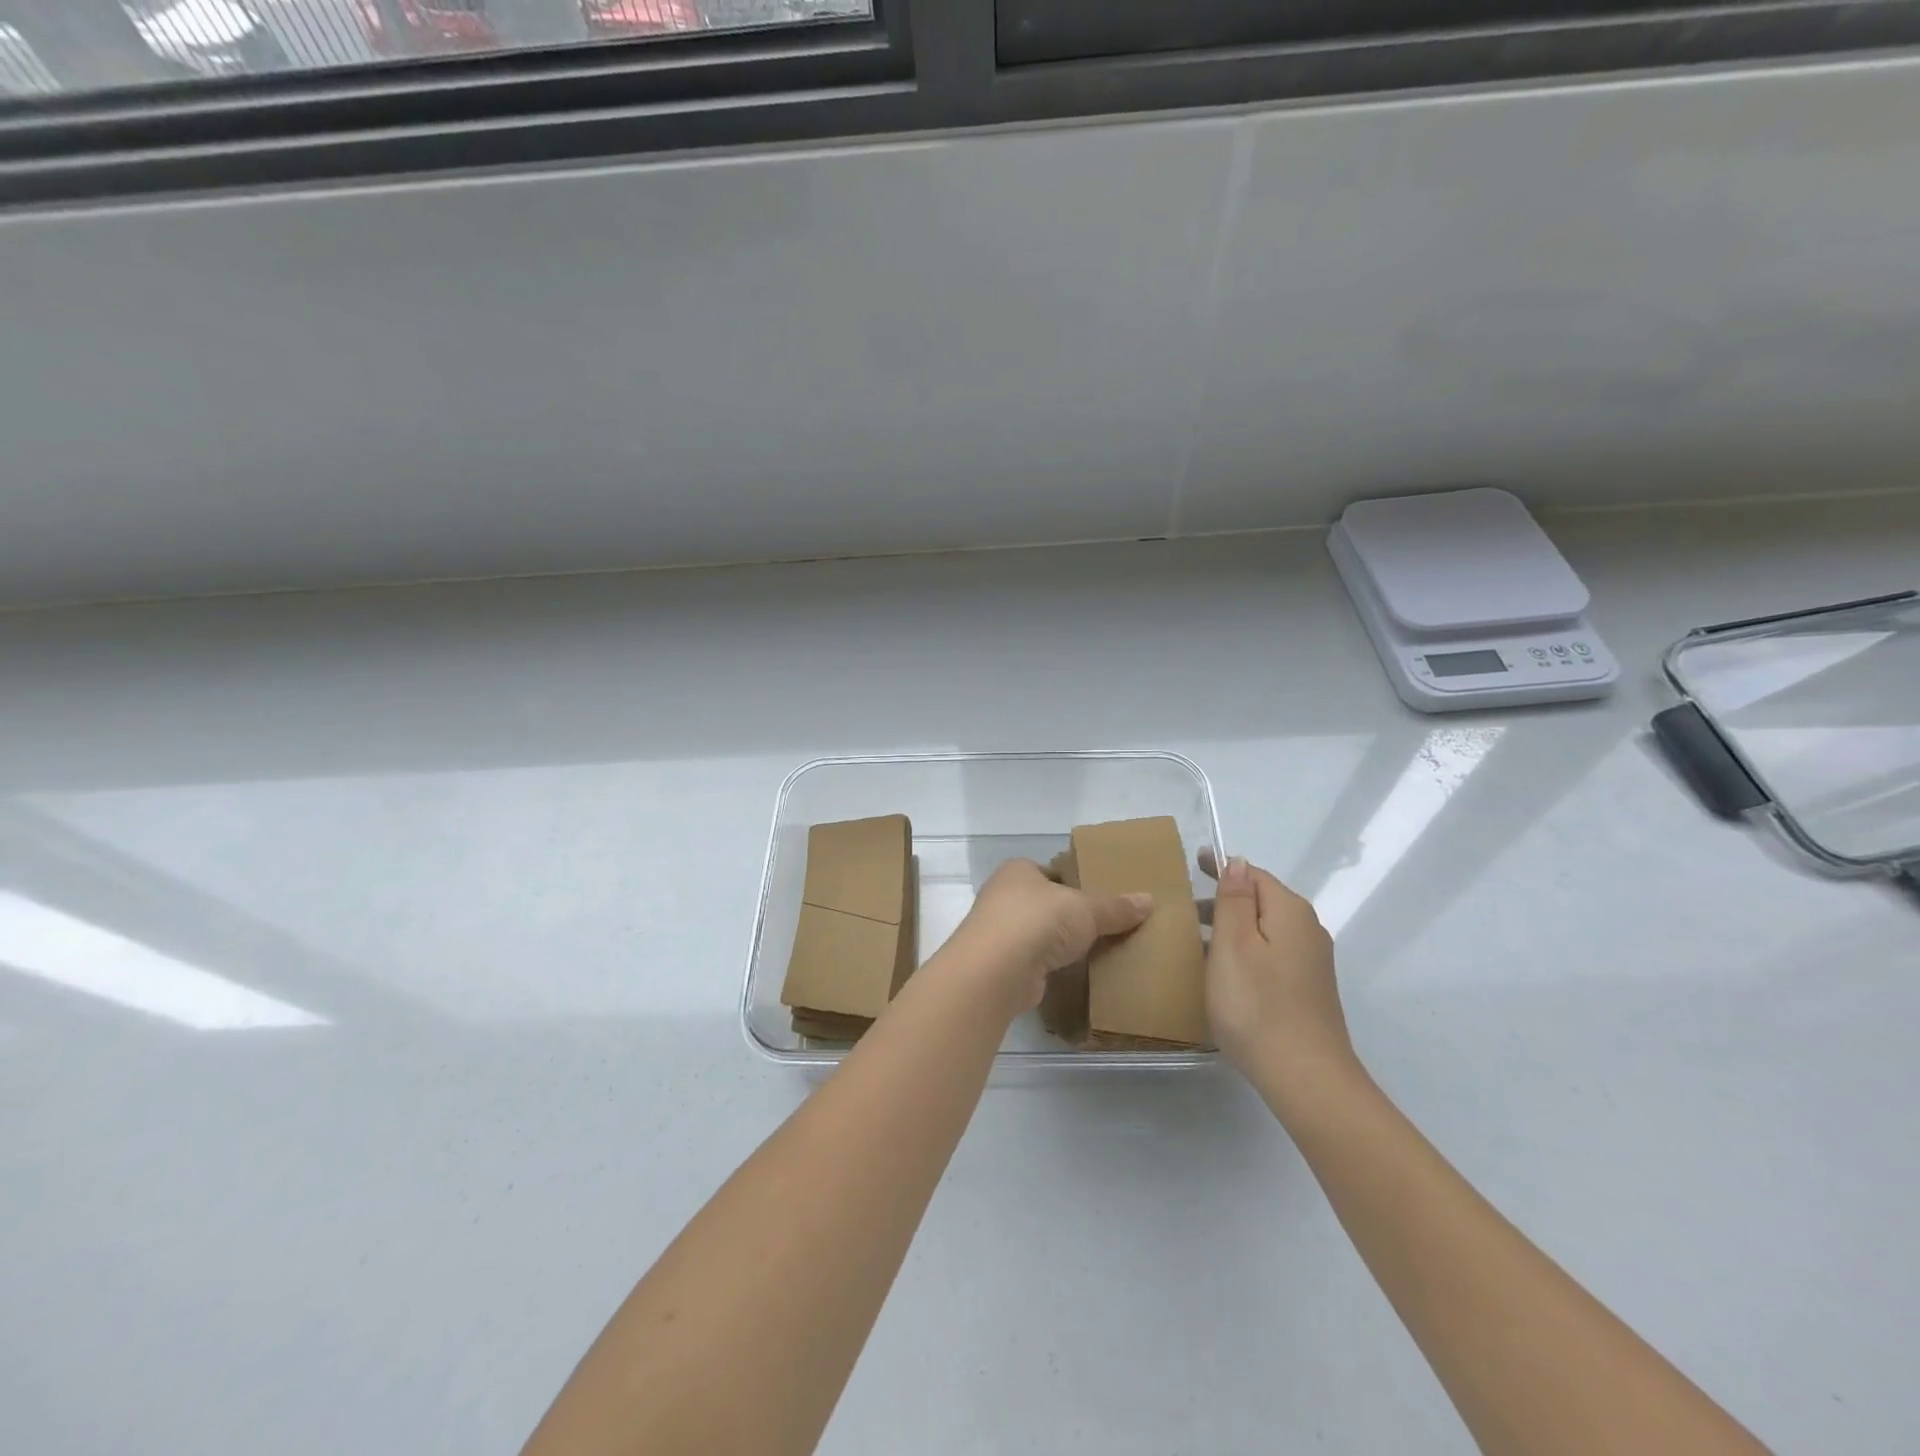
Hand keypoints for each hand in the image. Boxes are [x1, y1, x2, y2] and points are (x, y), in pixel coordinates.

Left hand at [943, 859, 1151, 1015]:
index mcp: (1017, 870)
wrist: (996, 970)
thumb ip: (1115, 907)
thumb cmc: (1038, 920)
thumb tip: (1149, 901)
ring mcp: (997, 932)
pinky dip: (1049, 966)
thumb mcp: (1085, 909)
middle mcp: (1002, 896)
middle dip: (1065, 915)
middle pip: (1042, 903)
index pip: (1048, 871)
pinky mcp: (1000, 966)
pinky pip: (1032, 961)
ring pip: (1035, 933)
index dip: (1071, 881)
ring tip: (1091, 951)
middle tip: (1101, 925)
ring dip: (1056, 943)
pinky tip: (1071, 973)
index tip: (1096, 896)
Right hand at [1200, 849, 1357, 1102]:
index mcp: (1290, 912)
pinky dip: (1247, 950)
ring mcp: (1312, 963)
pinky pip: (1272, 953)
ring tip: (1198, 939)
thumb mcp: (1233, 944)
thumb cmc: (1257, 1004)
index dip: (1223, 867)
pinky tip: (1226, 971)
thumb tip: (1238, 862)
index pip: (1254, 875)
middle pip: (1263, 901)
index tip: (1193, 864)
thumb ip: (1234, 899)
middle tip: (1185, 908)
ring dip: (1235, 927)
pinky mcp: (1308, 990)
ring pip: (1267, 929)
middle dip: (1227, 898)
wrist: (1306, 1078)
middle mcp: (1308, 931)